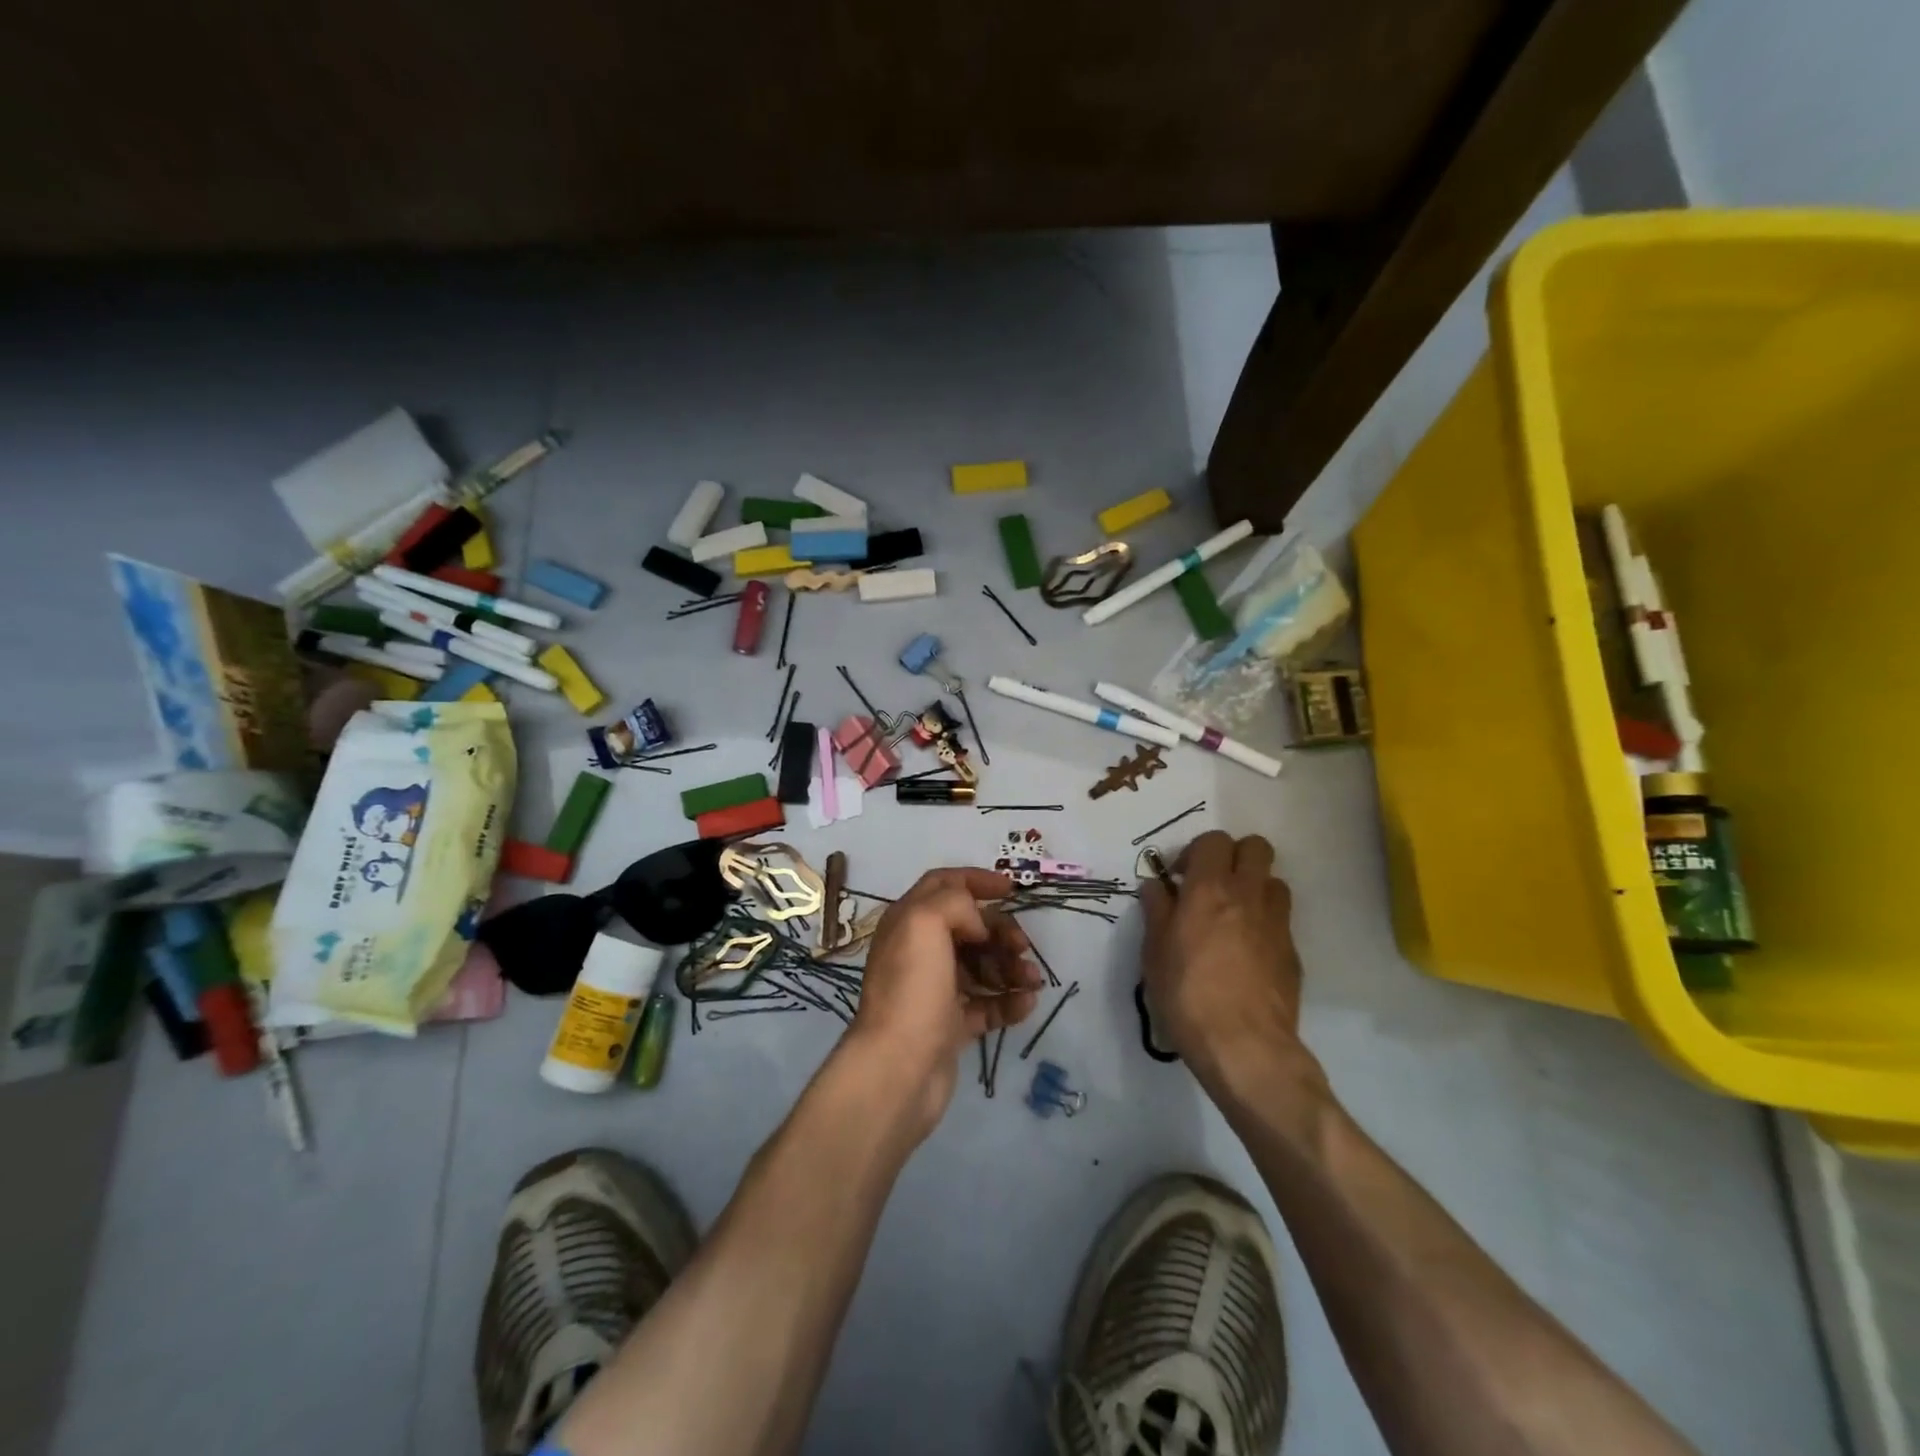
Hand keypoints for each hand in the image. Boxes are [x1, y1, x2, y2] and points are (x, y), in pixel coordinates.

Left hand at [844, 868, 1040, 1137]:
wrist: (898, 1068)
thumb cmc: (912, 988)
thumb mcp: (925, 923)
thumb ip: (955, 902)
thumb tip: (978, 923)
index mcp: (908, 921)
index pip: (943, 884)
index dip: (976, 880)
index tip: (1011, 888)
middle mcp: (919, 951)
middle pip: (970, 927)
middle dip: (1001, 931)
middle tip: (1022, 946)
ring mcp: (935, 990)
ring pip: (982, 966)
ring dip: (1011, 967)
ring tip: (1032, 980)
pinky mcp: (950, 1025)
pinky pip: (987, 1004)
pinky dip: (1009, 1001)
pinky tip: (1026, 1004)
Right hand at [1140, 832, 1308, 1081]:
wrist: (1244, 1045)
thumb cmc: (1187, 993)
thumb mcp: (1154, 952)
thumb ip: (1157, 911)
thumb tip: (1157, 886)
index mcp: (1210, 888)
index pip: (1214, 840)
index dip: (1196, 852)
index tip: (1181, 878)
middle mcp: (1248, 895)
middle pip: (1256, 847)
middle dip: (1234, 856)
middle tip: (1212, 885)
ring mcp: (1276, 922)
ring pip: (1274, 881)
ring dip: (1254, 887)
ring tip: (1232, 916)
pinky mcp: (1293, 952)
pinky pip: (1280, 919)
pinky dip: (1264, 923)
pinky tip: (1246, 954)